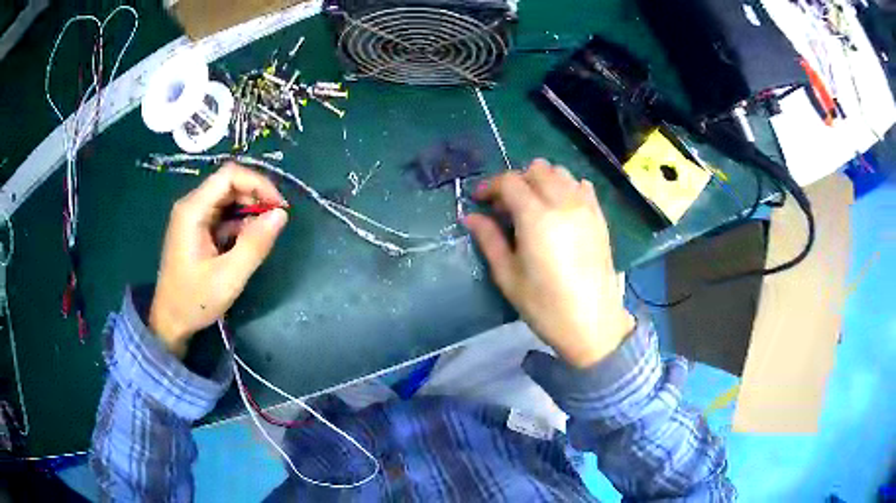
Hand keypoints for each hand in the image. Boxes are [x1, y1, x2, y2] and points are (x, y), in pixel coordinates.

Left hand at [150, 163, 288, 356]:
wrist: (170, 322)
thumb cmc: (195, 300)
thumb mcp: (229, 277)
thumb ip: (255, 244)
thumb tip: (281, 214)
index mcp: (193, 210)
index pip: (229, 175)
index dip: (258, 183)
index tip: (278, 206)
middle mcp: (191, 206)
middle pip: (229, 184)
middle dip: (255, 198)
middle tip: (274, 223)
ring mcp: (192, 217)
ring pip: (227, 199)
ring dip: (248, 212)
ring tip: (260, 238)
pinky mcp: (196, 229)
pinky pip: (222, 215)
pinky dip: (238, 224)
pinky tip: (244, 245)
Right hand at [465, 159, 633, 367]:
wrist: (593, 324)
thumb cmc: (546, 306)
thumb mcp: (508, 277)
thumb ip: (489, 240)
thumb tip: (471, 216)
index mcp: (537, 218)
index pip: (510, 182)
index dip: (491, 186)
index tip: (480, 200)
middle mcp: (564, 203)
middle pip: (536, 170)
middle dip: (515, 181)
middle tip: (505, 206)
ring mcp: (586, 208)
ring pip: (560, 172)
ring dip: (540, 180)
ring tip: (531, 205)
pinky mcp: (599, 217)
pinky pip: (581, 185)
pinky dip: (565, 187)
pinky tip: (559, 208)